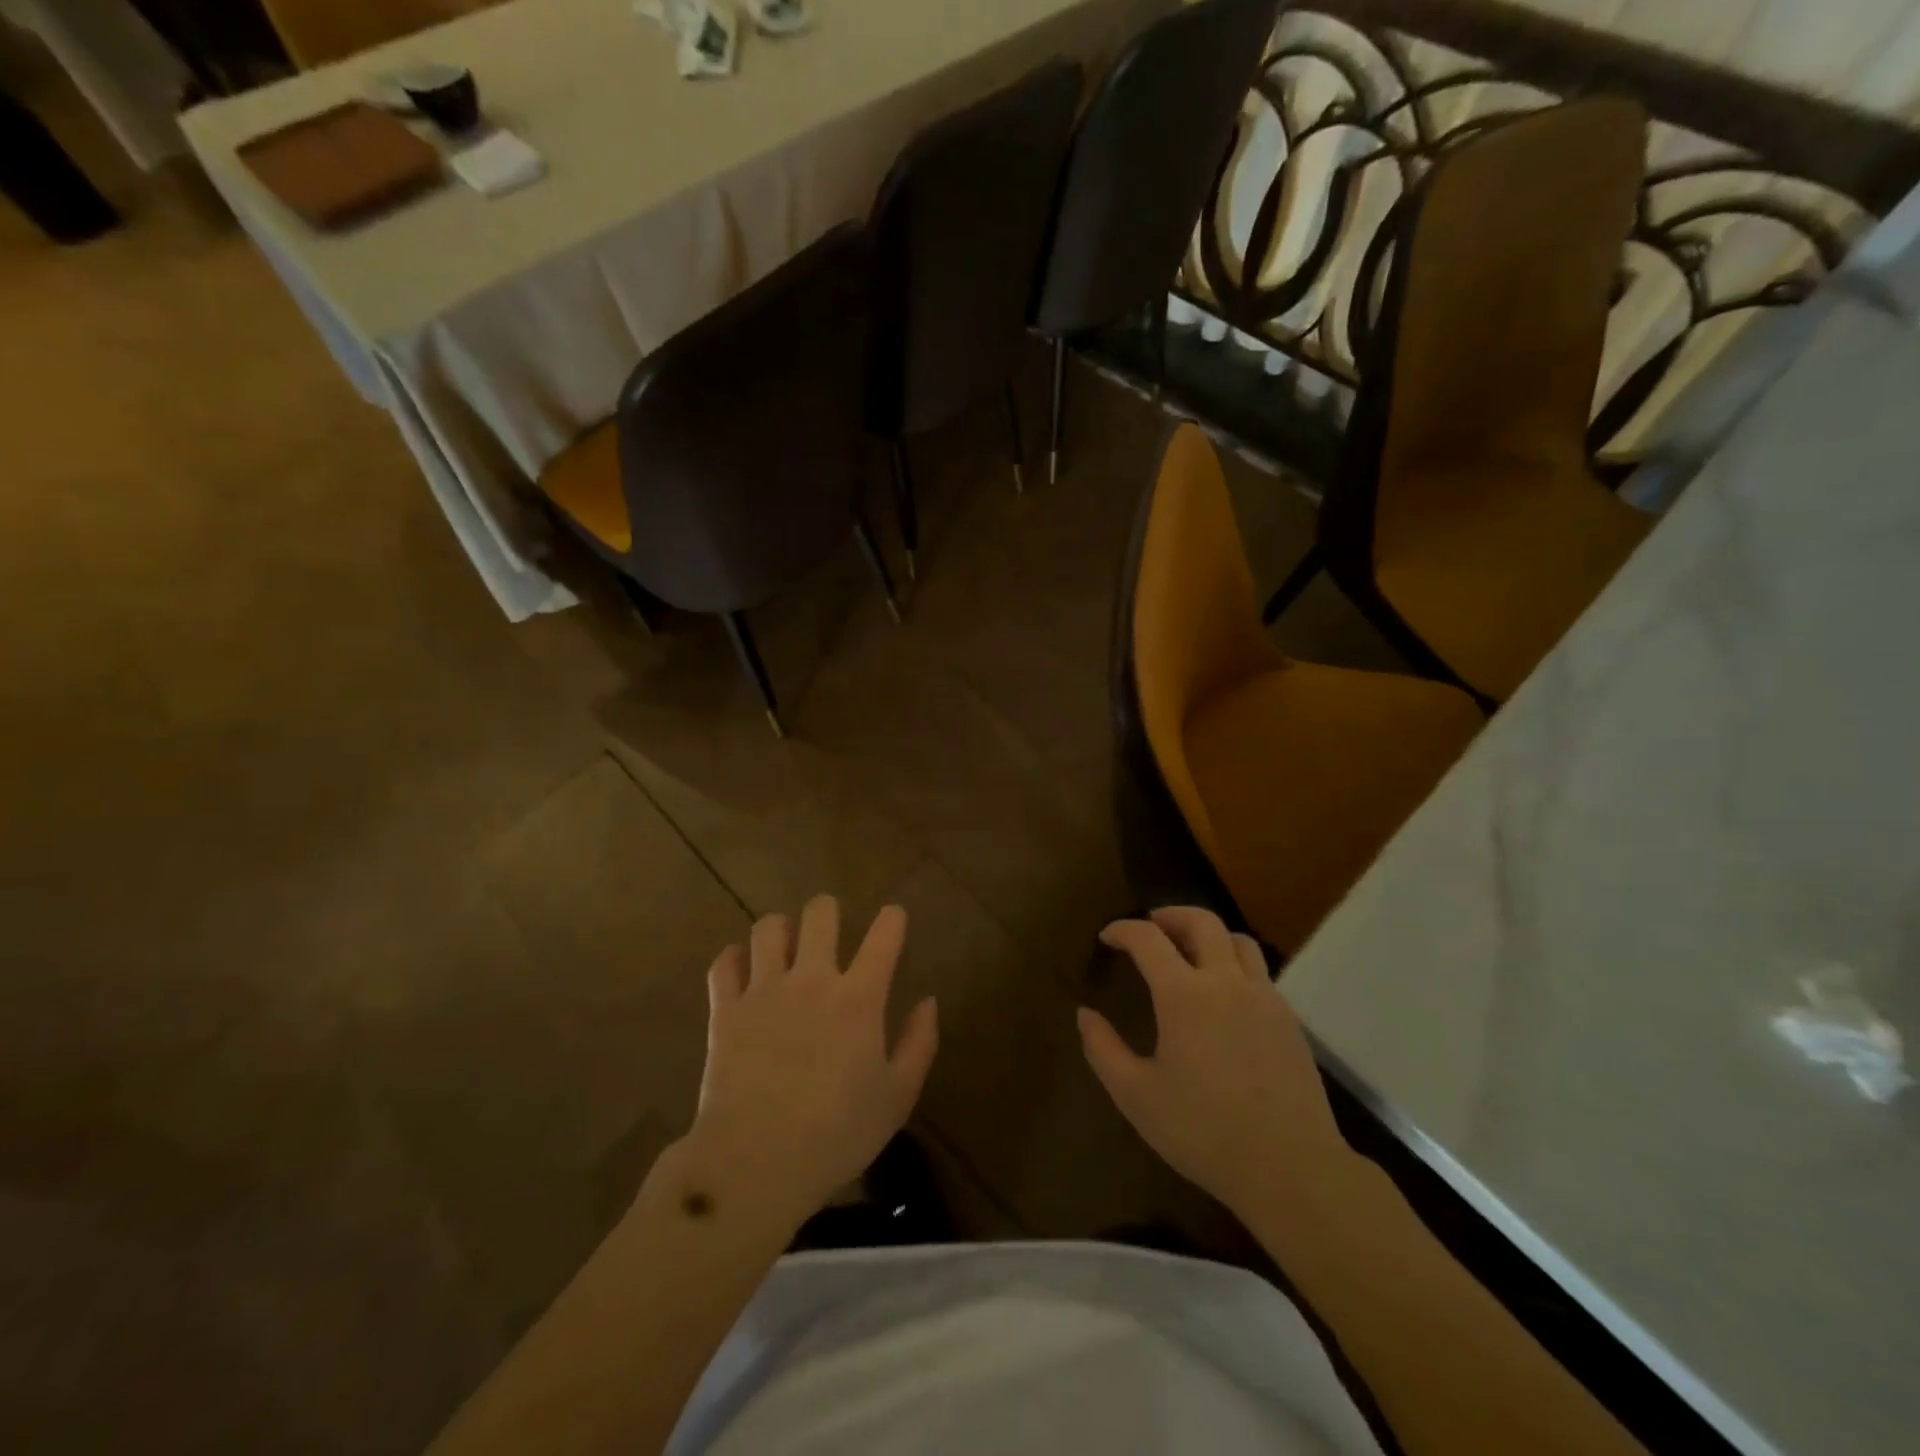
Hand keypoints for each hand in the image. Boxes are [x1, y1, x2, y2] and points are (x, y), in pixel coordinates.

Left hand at [687, 895, 937, 1224]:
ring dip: (780, 929)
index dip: (892, 919)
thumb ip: (918, 1043)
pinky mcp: (725, 1010)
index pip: (883, 938)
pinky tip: (741, 969)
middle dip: (827, 910)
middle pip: (819, 914)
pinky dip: (733, 959)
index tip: (894, 916)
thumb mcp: (897, 1097)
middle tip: (829, 927)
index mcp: (858, 998)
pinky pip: (724, 964)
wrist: (756, 1161)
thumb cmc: (837, 1133)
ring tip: (784, 944)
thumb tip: (928, 1001)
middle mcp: (812, 980)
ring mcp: (764, 991)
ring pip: (768, 929)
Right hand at [1079, 907, 1346, 1215]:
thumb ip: (1103, 1049)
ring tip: (1190, 952)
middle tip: (1151, 926)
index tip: (1107, 937)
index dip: (1122, 929)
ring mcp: (1264, 997)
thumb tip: (1085, 1014)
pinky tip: (1224, 994)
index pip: (1147, 938)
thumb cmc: (1203, 1131)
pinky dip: (1234, 963)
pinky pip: (1259, 971)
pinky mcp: (1289, 1020)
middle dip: (1170, 915)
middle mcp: (1226, 982)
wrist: (1291, 1168)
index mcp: (1184, 995)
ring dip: (1208, 934)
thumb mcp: (1136, 1096)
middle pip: (1201, 921)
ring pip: (1238, 940)